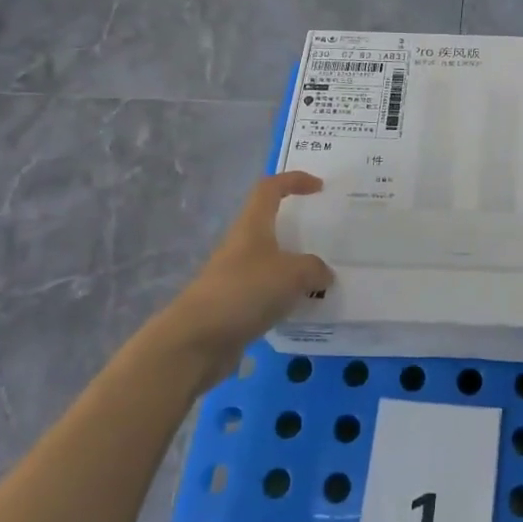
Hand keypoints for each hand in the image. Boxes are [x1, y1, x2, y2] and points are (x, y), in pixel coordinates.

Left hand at [154, 173, 333, 374]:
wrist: (196, 341)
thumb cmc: (244, 292)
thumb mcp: (292, 274)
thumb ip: (315, 269)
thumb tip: (324, 275)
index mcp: (252, 226)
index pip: (270, 188)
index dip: (294, 180)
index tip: (319, 187)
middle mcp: (241, 245)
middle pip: (269, 224)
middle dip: (297, 227)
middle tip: (326, 237)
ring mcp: (235, 276)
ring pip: (270, 260)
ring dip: (294, 266)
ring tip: (322, 277)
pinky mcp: (234, 305)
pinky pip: (267, 291)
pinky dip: (286, 295)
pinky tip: (303, 308)